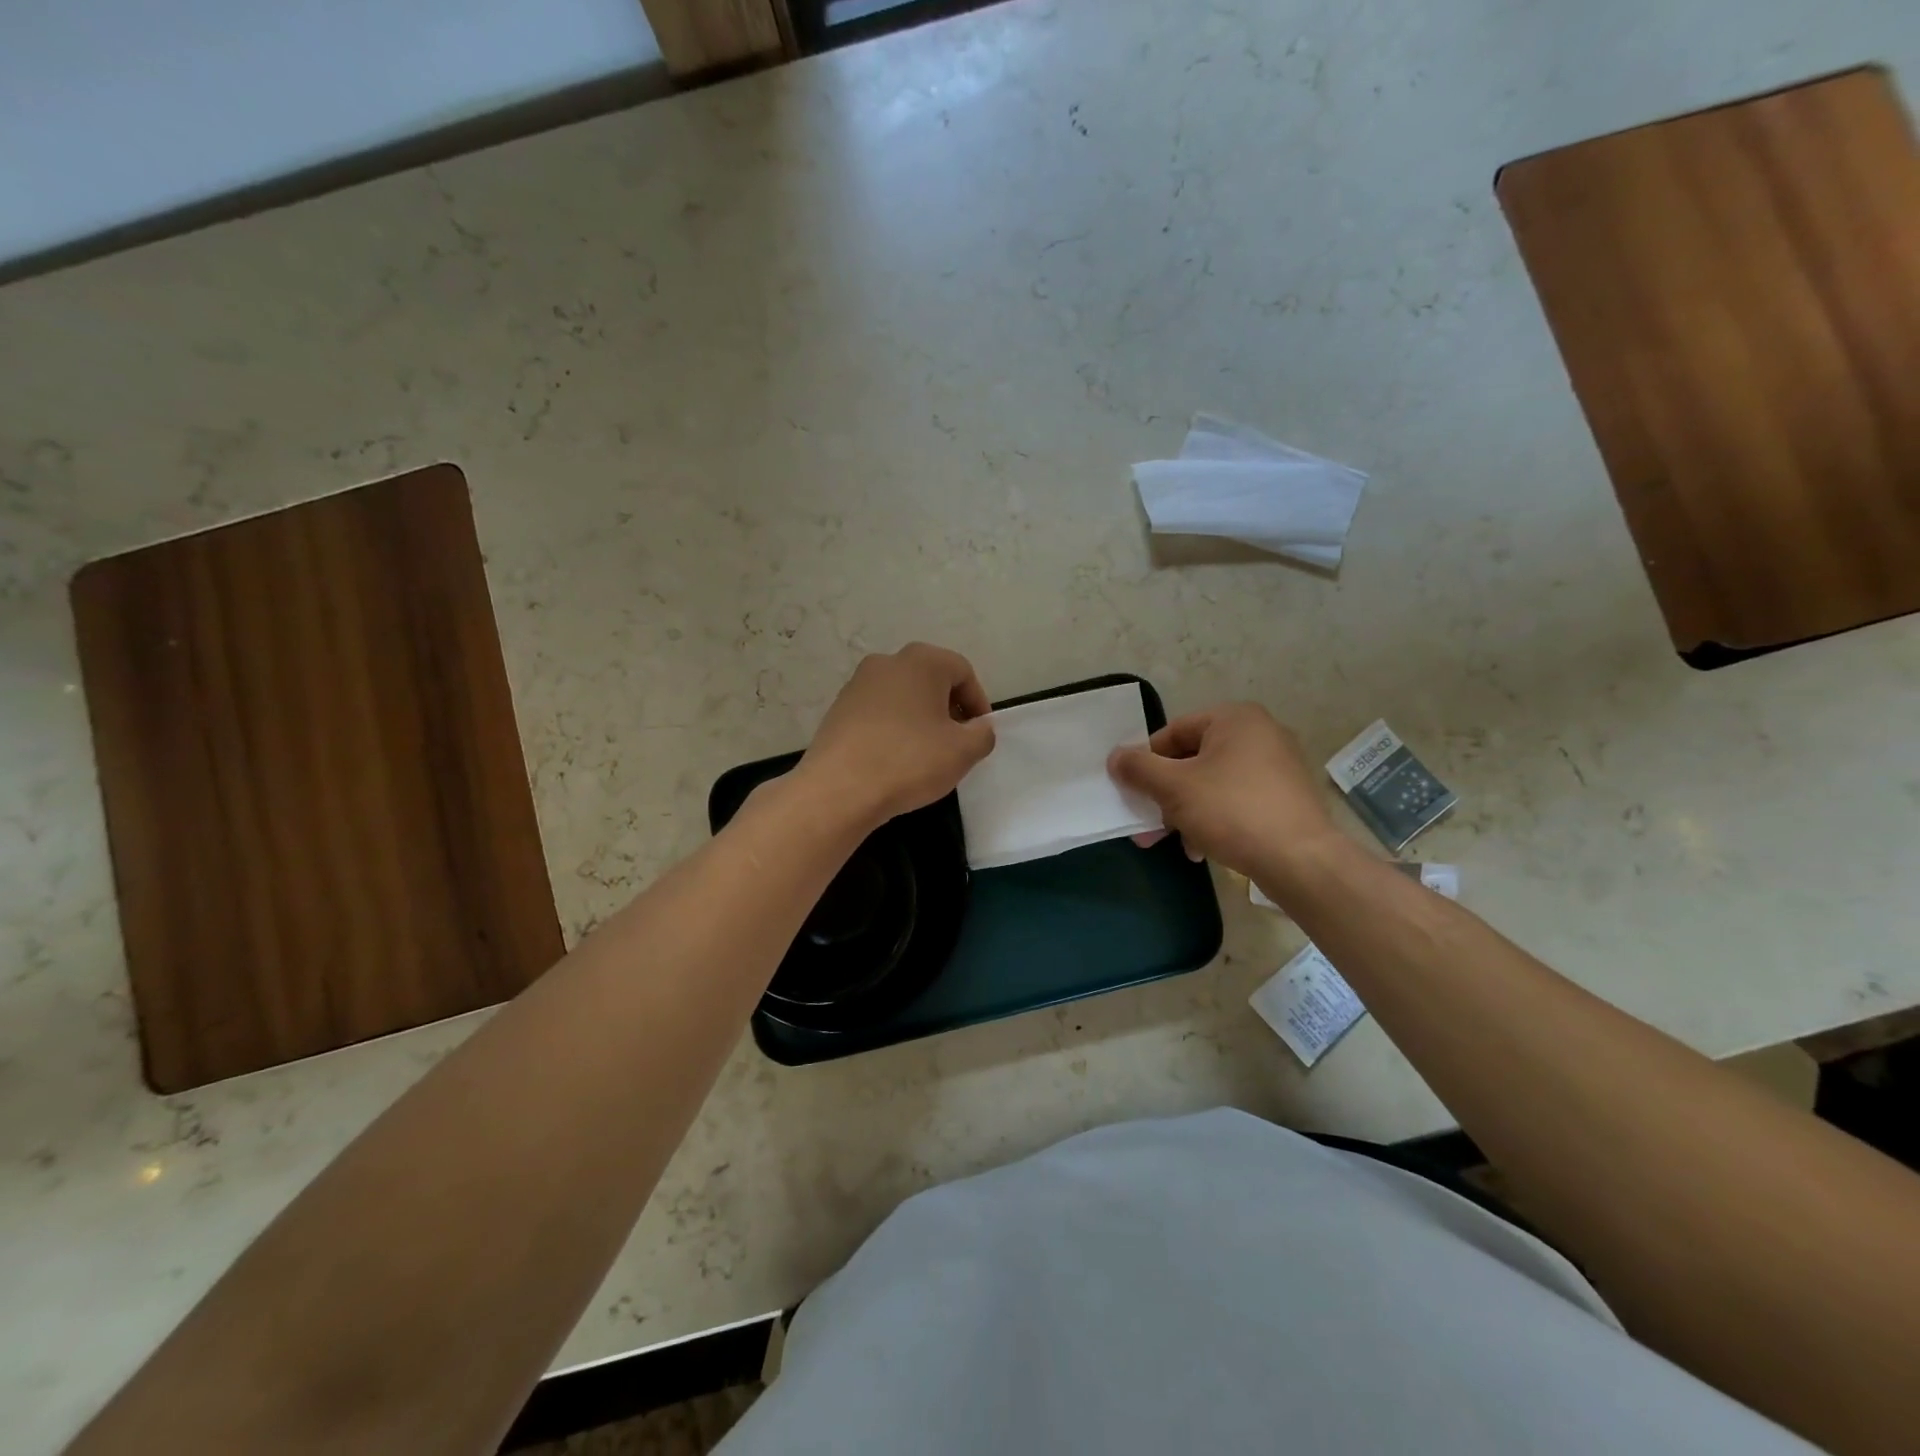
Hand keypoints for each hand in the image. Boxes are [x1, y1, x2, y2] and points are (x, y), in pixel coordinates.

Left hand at [798, 643, 995, 828]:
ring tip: (926, 754)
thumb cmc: (909, 761)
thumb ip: (983, 734)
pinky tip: (895, 759)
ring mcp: (857, 684)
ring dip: (920, 719)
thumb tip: (979, 728)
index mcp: (922, 661)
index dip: (978, 703)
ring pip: (903, 696)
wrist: (838, 789)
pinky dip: (894, 728)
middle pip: (931, 680)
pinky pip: (878, 712)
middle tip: (957, 743)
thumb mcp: (963, 752)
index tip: (980, 734)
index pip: (963, 672)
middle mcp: (887, 662)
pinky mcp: (838, 709)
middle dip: (948, 709)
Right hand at [1107, 703, 1345, 884]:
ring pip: (1212, 784)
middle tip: (1146, 824)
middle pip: (1192, 760)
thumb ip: (1139, 769)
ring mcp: (1278, 766)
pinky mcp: (1286, 798)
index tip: (1133, 792)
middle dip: (1165, 795)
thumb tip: (1115, 757)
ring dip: (1185, 812)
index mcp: (1235, 719)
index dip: (1147, 761)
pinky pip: (1237, 801)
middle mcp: (1260, 734)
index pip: (1173, 732)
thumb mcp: (1173, 788)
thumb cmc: (1232, 811)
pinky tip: (1202, 849)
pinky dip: (1214, 820)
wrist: (1301, 861)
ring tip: (1173, 843)